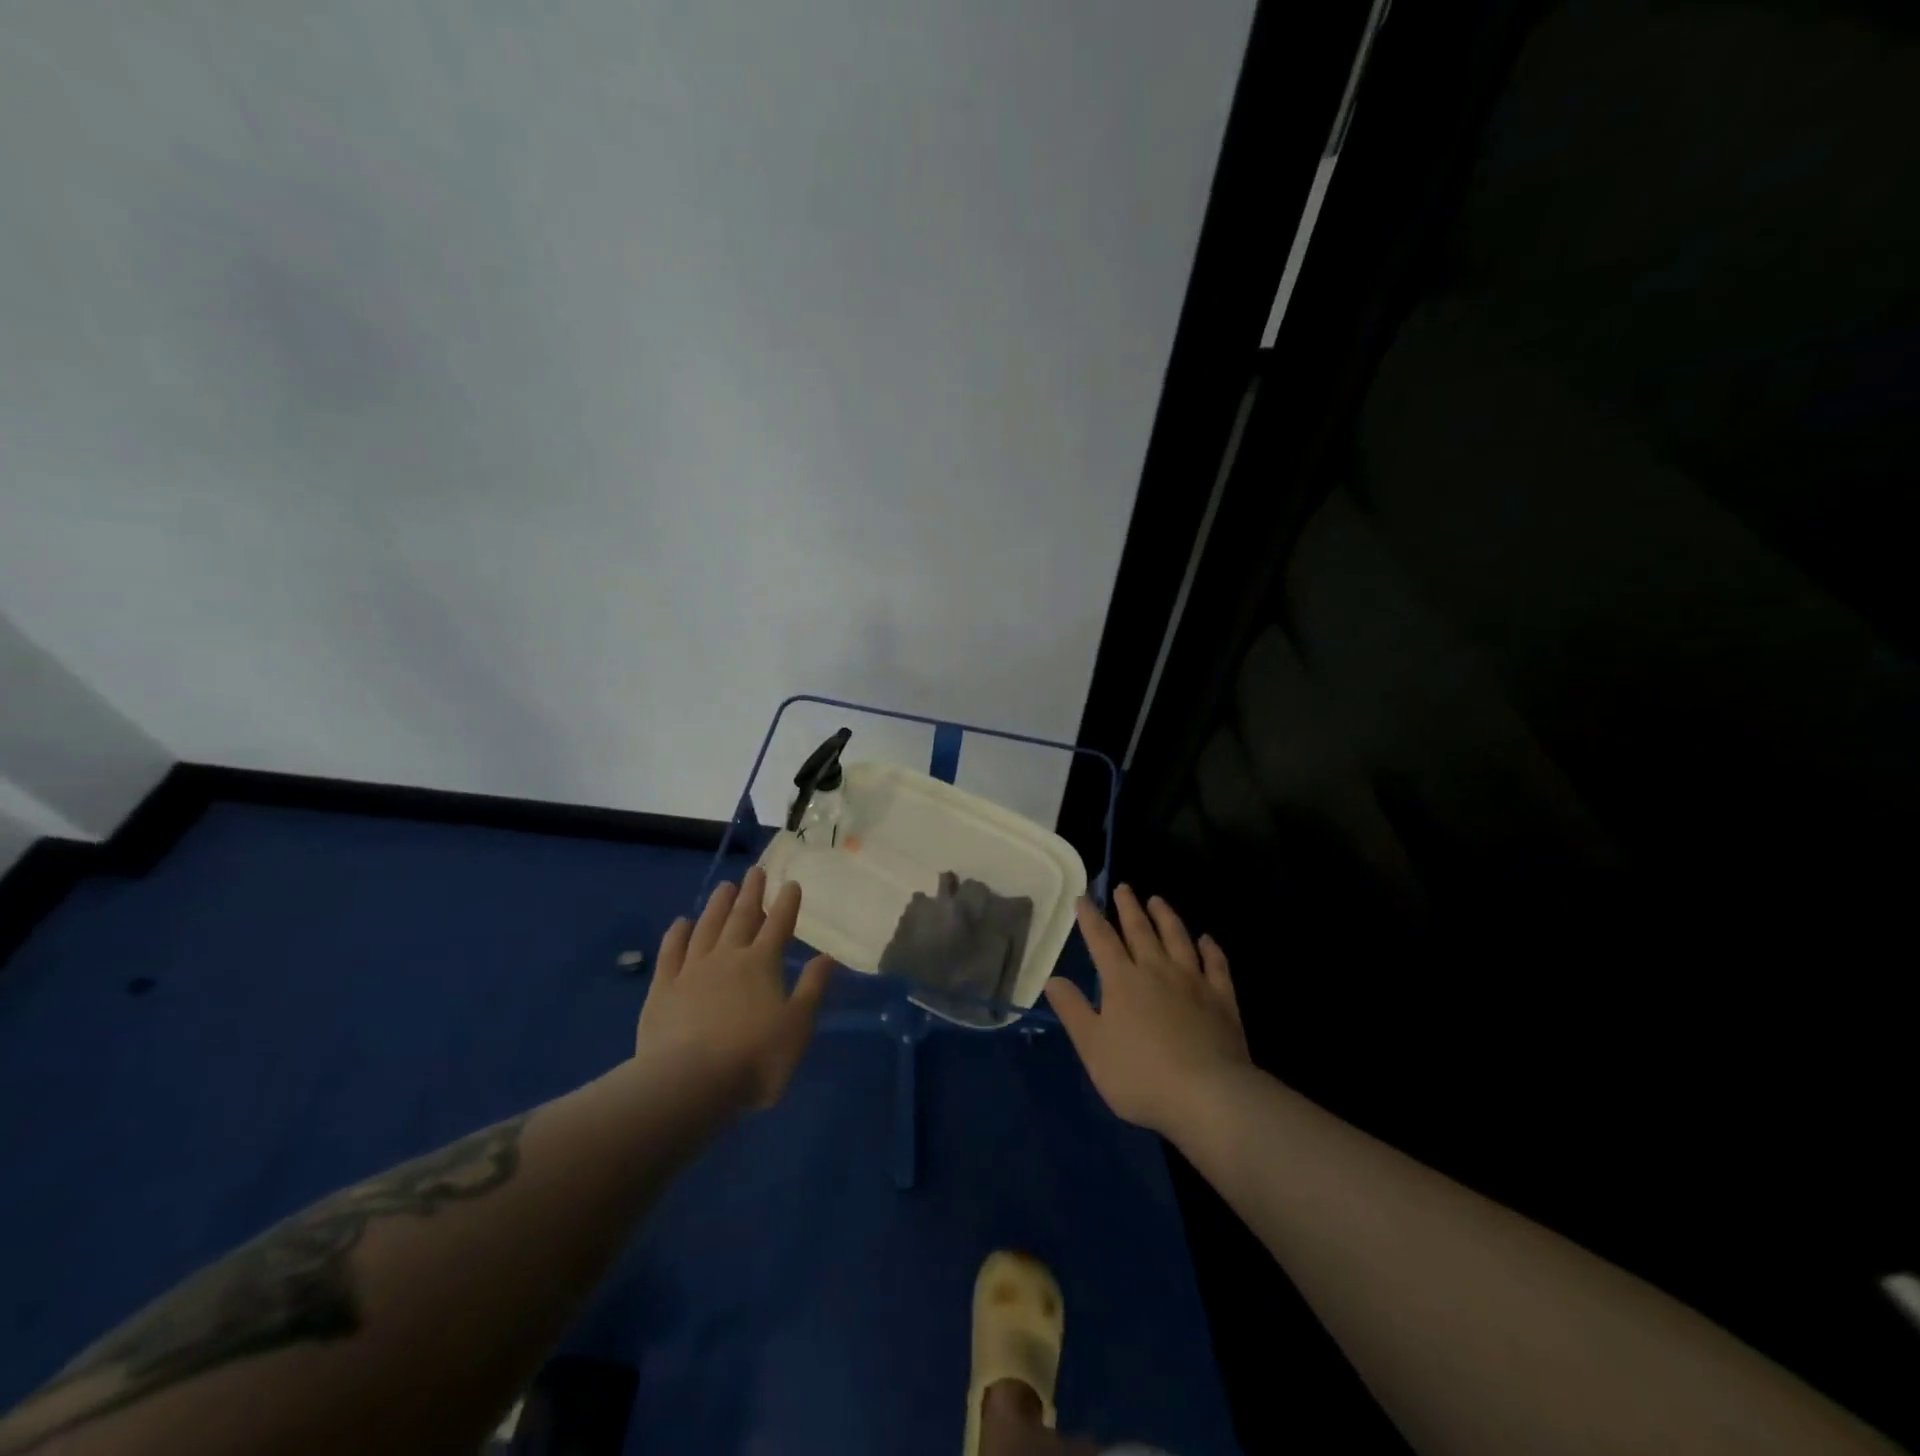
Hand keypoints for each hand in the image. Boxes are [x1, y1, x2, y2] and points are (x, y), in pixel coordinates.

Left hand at [635, 866, 834, 1111]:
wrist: (689, 1083)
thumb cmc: (754, 1057)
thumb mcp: (798, 1026)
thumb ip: (812, 988)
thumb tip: (828, 956)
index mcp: (762, 964)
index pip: (778, 925)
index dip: (786, 904)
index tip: (791, 883)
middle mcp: (728, 957)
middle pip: (742, 917)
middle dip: (751, 894)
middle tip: (755, 871)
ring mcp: (692, 970)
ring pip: (707, 928)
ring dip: (717, 906)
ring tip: (725, 886)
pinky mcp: (663, 989)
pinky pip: (671, 953)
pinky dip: (677, 935)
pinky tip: (681, 923)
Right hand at [1043, 885, 1249, 1139]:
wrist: (1207, 1095)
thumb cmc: (1140, 1074)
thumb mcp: (1092, 1047)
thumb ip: (1072, 1010)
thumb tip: (1052, 979)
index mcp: (1122, 980)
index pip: (1102, 940)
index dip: (1091, 918)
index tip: (1083, 897)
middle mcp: (1157, 970)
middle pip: (1140, 930)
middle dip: (1128, 908)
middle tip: (1123, 887)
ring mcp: (1193, 982)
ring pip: (1178, 938)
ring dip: (1166, 917)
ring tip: (1158, 900)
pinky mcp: (1222, 999)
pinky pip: (1216, 965)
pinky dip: (1211, 949)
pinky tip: (1207, 940)